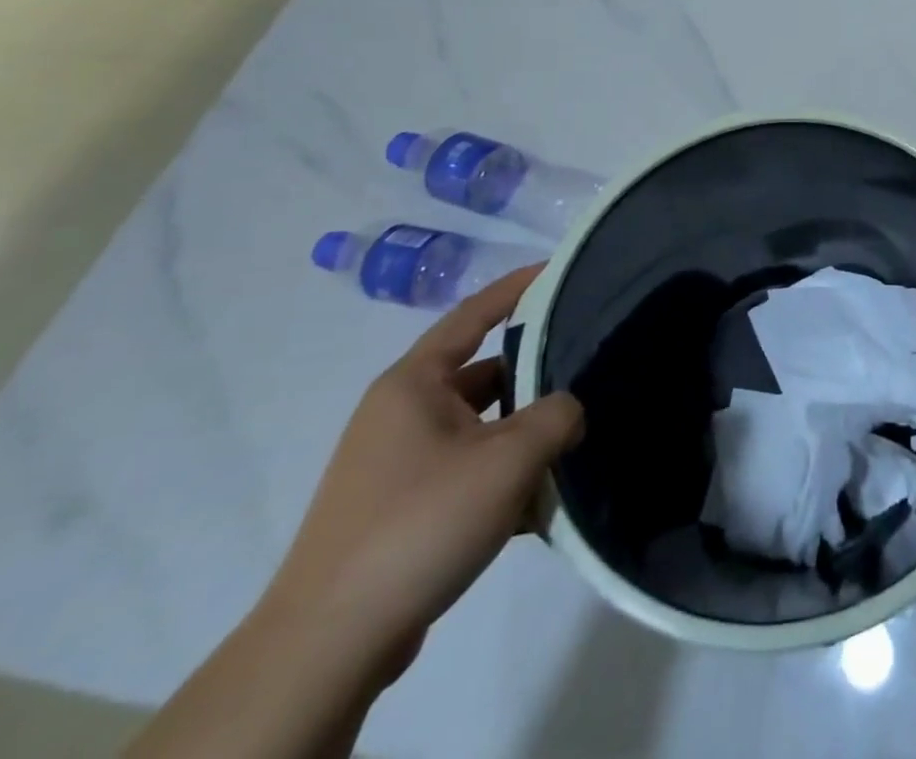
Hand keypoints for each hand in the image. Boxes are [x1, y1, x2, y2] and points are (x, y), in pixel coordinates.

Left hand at [261, 266, 583, 687]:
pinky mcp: (398, 508)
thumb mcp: (509, 459)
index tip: (559, 270)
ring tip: (572, 442)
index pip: (473, 314)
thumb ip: (557, 415)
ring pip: (479, 427)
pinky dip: (501, 475)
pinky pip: (465, 469)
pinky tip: (537, 501)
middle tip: (587, 369)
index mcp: (414, 384)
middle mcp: (401, 412)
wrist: (328, 645)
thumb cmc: (420, 522)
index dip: (518, 288)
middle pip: (483, 373)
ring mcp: (396, 463)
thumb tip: (570, 410)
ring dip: (522, 434)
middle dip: (535, 375)